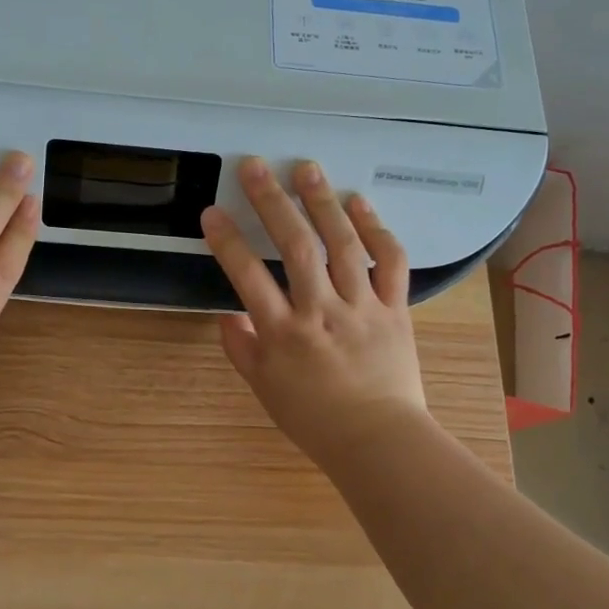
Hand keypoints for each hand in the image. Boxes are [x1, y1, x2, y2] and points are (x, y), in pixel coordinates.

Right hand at [201, 158, 428, 463]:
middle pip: (296, 248)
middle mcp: (322, 312)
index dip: (228, 242)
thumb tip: (227, 315)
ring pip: (343, 246)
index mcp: (284, 334)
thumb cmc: (315, 419)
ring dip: (323, 203)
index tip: (212, 212)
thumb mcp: (265, 390)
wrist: (380, 442)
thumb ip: (242, 349)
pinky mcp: (396, 309)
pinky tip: (360, 203)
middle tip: (256, 166)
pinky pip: (390, 263)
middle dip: (273, 203)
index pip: (248, 278)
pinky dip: (377, 230)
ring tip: (307, 169)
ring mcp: (362, 307)